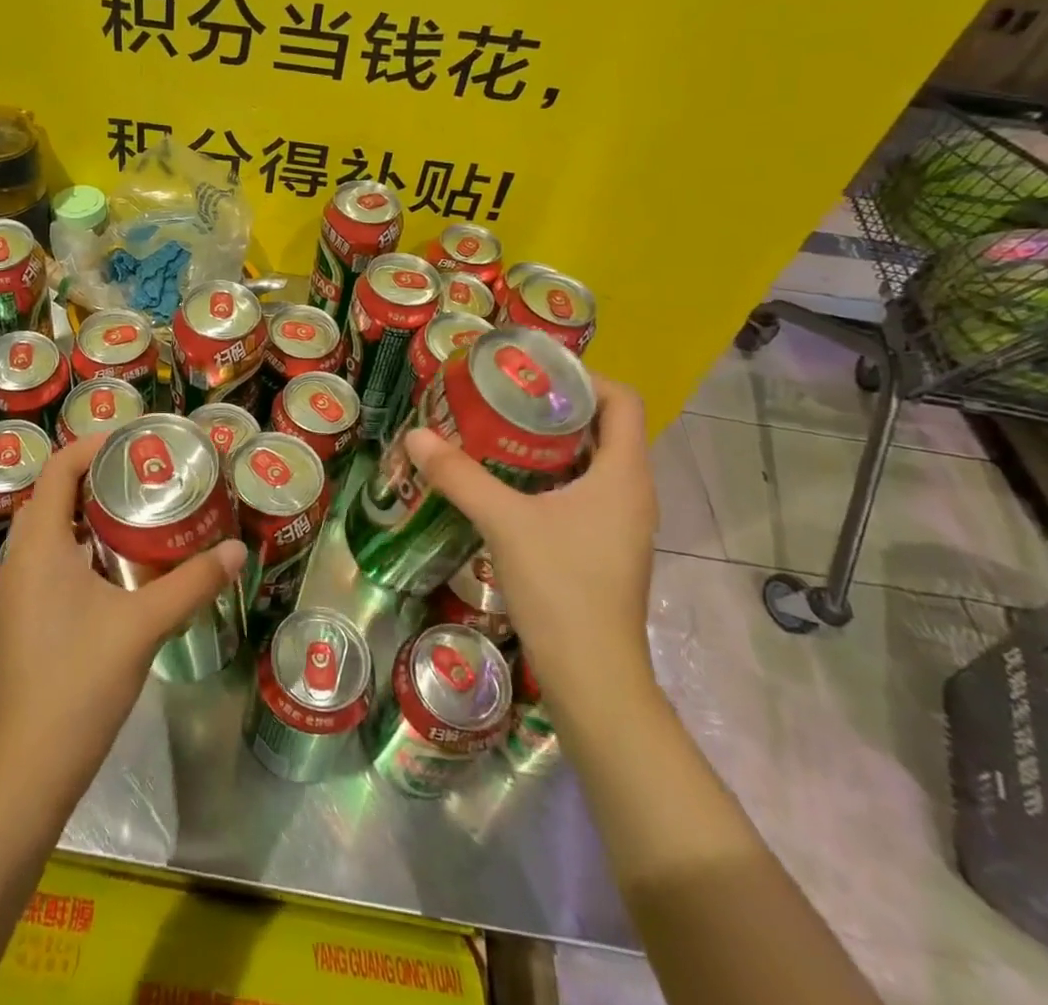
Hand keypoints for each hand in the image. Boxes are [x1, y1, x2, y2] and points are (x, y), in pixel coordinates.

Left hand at [0, 433, 245, 810]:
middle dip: (97, 475)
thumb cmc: (79, 683)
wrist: (28, 771)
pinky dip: (82, 544)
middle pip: (54, 493)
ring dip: (89, 511)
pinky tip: (120, 565)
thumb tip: (236, 549)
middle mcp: (20, 558)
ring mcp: (17, 590)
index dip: (95, 445)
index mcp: (39, 545)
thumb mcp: (143, 626)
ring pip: (51, 528)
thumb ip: (192, 583)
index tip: (139, 442)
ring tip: (140, 510)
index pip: (59, 468)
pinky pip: (50, 558)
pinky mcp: (23, 617)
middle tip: (148, 473)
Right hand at [405, 376, 656, 720]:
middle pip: (604, 427)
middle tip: (503, 395)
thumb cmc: (561, 588)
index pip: (622, 401)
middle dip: (555, 406)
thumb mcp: (504, 522)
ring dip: (550, 442)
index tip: (533, 371)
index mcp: (624, 474)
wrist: (593, 677)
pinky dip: (550, 475)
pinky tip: (508, 482)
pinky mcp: (605, 547)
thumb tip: (416, 435)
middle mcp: (631, 491)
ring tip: (498, 430)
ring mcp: (621, 523)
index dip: (583, 376)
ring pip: (592, 461)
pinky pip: (583, 491)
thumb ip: (460, 475)